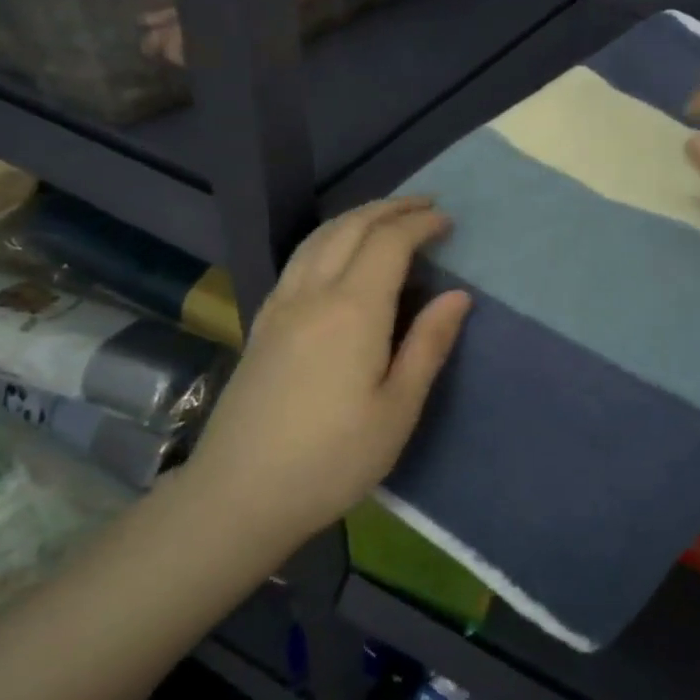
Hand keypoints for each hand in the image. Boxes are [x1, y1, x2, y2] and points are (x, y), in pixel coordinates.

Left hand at [191, 198, 469, 538]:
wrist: (240, 494)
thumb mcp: (397, 409)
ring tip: (387, 217)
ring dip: (358, 216)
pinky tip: (337, 252)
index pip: (389, 243)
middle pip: (352, 228)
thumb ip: (428, 345)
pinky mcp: (262, 322)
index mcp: (353, 311)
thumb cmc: (333, 458)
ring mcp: (281, 305)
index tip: (448, 221)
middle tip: (426, 205)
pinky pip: (299, 258)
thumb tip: (458, 295)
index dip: (420, 224)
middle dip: (392, 208)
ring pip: (320, 237)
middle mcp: (313, 294)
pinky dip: (329, 237)